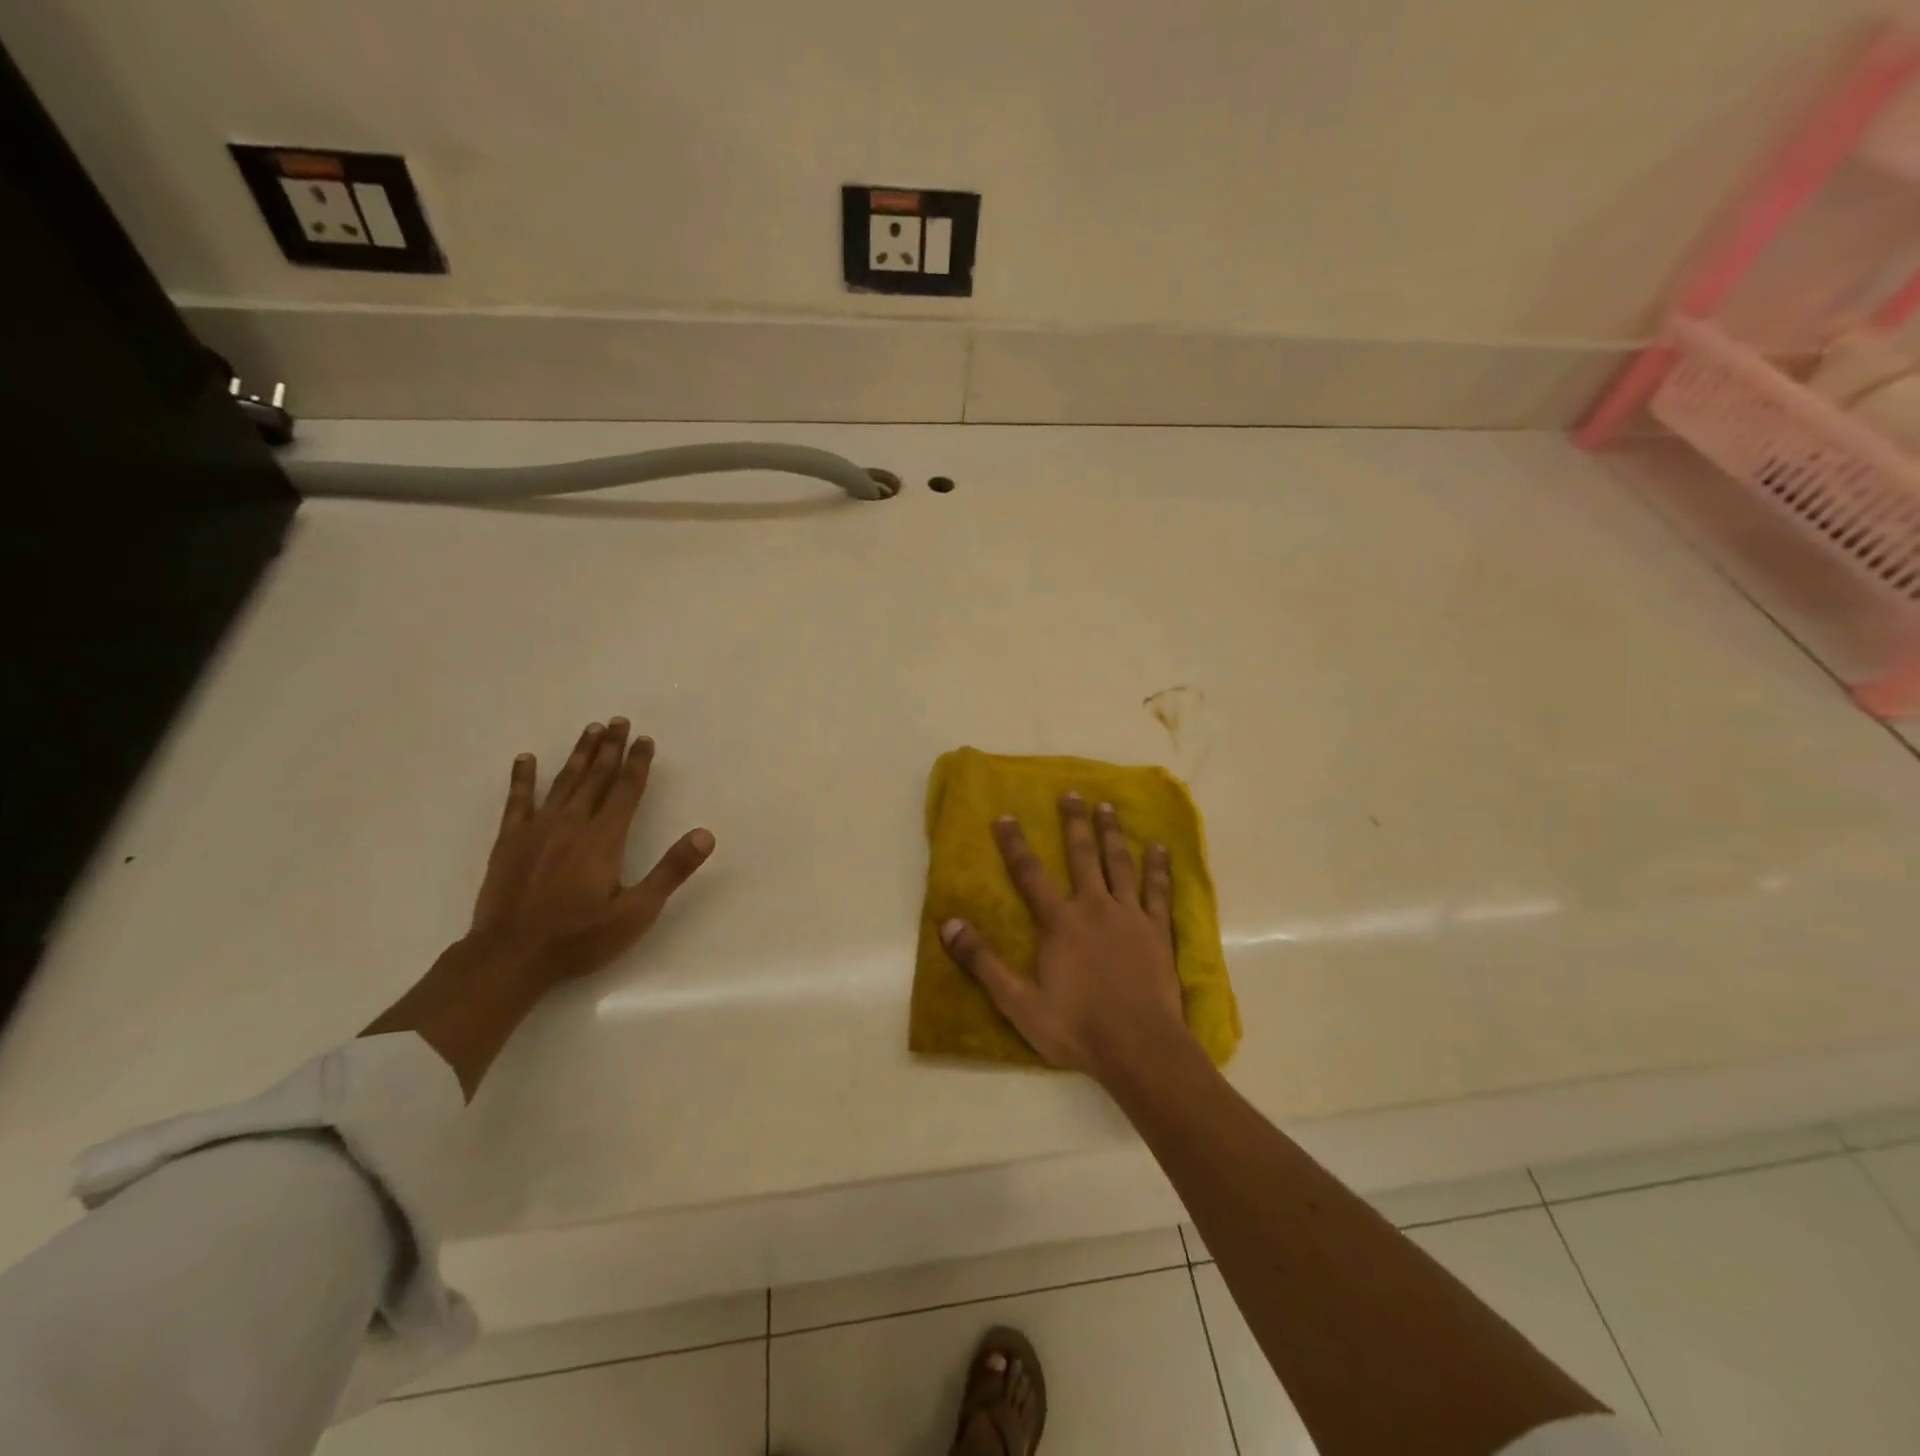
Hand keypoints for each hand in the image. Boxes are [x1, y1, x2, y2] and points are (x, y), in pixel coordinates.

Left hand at [363, 717, 712, 1097]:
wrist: (510, 957)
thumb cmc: (579, 937)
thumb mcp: (637, 912)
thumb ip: (671, 870)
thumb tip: (705, 835)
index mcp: (604, 839)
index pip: (626, 790)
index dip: (638, 763)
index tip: (645, 739)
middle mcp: (572, 824)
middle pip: (595, 777)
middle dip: (610, 748)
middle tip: (618, 720)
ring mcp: (537, 830)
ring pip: (563, 782)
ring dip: (578, 754)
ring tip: (590, 729)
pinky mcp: (510, 842)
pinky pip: (517, 801)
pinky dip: (522, 778)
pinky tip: (526, 759)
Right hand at [938, 793, 1195, 1083]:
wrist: (1138, 1048)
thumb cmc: (1076, 1026)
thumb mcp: (1017, 1001)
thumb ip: (983, 961)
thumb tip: (947, 924)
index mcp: (1060, 922)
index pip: (1030, 874)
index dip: (1015, 844)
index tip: (1004, 816)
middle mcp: (1094, 907)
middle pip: (1082, 856)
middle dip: (1074, 823)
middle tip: (1072, 793)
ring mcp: (1130, 916)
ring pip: (1120, 864)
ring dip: (1112, 833)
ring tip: (1108, 806)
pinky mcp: (1158, 931)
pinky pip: (1159, 891)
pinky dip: (1158, 867)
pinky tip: (1159, 847)